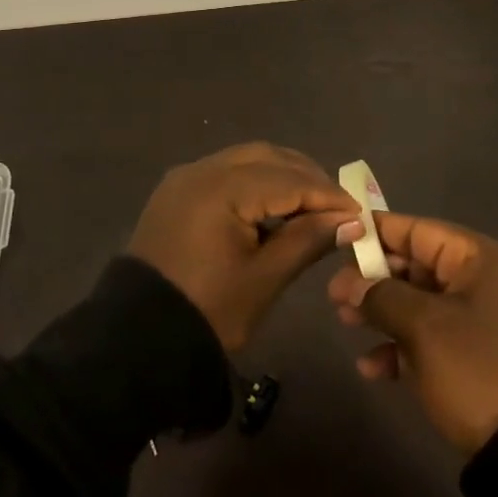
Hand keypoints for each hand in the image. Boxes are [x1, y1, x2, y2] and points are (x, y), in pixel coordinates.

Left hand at [130, 143, 359, 351]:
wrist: (137, 339)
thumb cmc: (208, 311)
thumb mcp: (264, 279)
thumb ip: (308, 240)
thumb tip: (350, 220)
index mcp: (222, 188)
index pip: (288, 179)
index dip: (327, 194)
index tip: (360, 211)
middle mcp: (202, 169)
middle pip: (268, 157)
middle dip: (306, 177)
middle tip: (338, 208)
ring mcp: (186, 177)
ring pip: (246, 159)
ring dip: (282, 176)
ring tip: (310, 208)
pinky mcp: (177, 191)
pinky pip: (225, 172)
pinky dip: (255, 182)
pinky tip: (273, 208)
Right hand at [329, 212, 497, 455]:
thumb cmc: (477, 369)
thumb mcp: (424, 328)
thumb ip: (382, 296)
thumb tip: (350, 283)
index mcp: (479, 260)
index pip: (419, 230)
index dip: (378, 232)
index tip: (341, 237)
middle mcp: (482, 282)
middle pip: (417, 267)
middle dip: (374, 280)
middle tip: (335, 294)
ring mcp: (481, 322)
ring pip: (420, 304)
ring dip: (383, 313)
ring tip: (346, 324)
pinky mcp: (478, 359)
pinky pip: (432, 339)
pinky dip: (403, 348)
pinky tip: (372, 368)